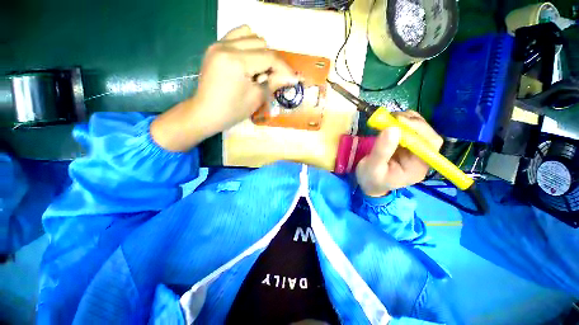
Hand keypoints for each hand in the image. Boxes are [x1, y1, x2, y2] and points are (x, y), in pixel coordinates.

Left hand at [151, 25, 298, 151]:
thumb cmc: (232, 111)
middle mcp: (226, 46)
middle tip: (272, 78)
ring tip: (259, 68)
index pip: (268, 57)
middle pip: (261, 43)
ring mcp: (218, 44)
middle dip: (272, 61)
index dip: (284, 68)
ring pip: (249, 34)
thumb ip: (274, 83)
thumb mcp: (256, 98)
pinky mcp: (214, 47)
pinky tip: (248, 60)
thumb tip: (293, 77)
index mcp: (236, 61)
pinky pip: (236, 35)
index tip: (294, 78)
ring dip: (260, 50)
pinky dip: (247, 44)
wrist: (205, 113)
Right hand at [356, 110, 443, 196]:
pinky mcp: (405, 144)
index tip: (399, 121)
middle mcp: (420, 156)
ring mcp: (413, 149)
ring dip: (407, 120)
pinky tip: (390, 121)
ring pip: (419, 129)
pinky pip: (408, 129)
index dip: (418, 129)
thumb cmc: (371, 179)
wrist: (368, 183)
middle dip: (411, 122)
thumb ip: (382, 151)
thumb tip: (392, 128)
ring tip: (389, 118)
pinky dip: (401, 121)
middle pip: (426, 134)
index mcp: (417, 166)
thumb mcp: (373, 167)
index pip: (429, 144)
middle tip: (392, 117)